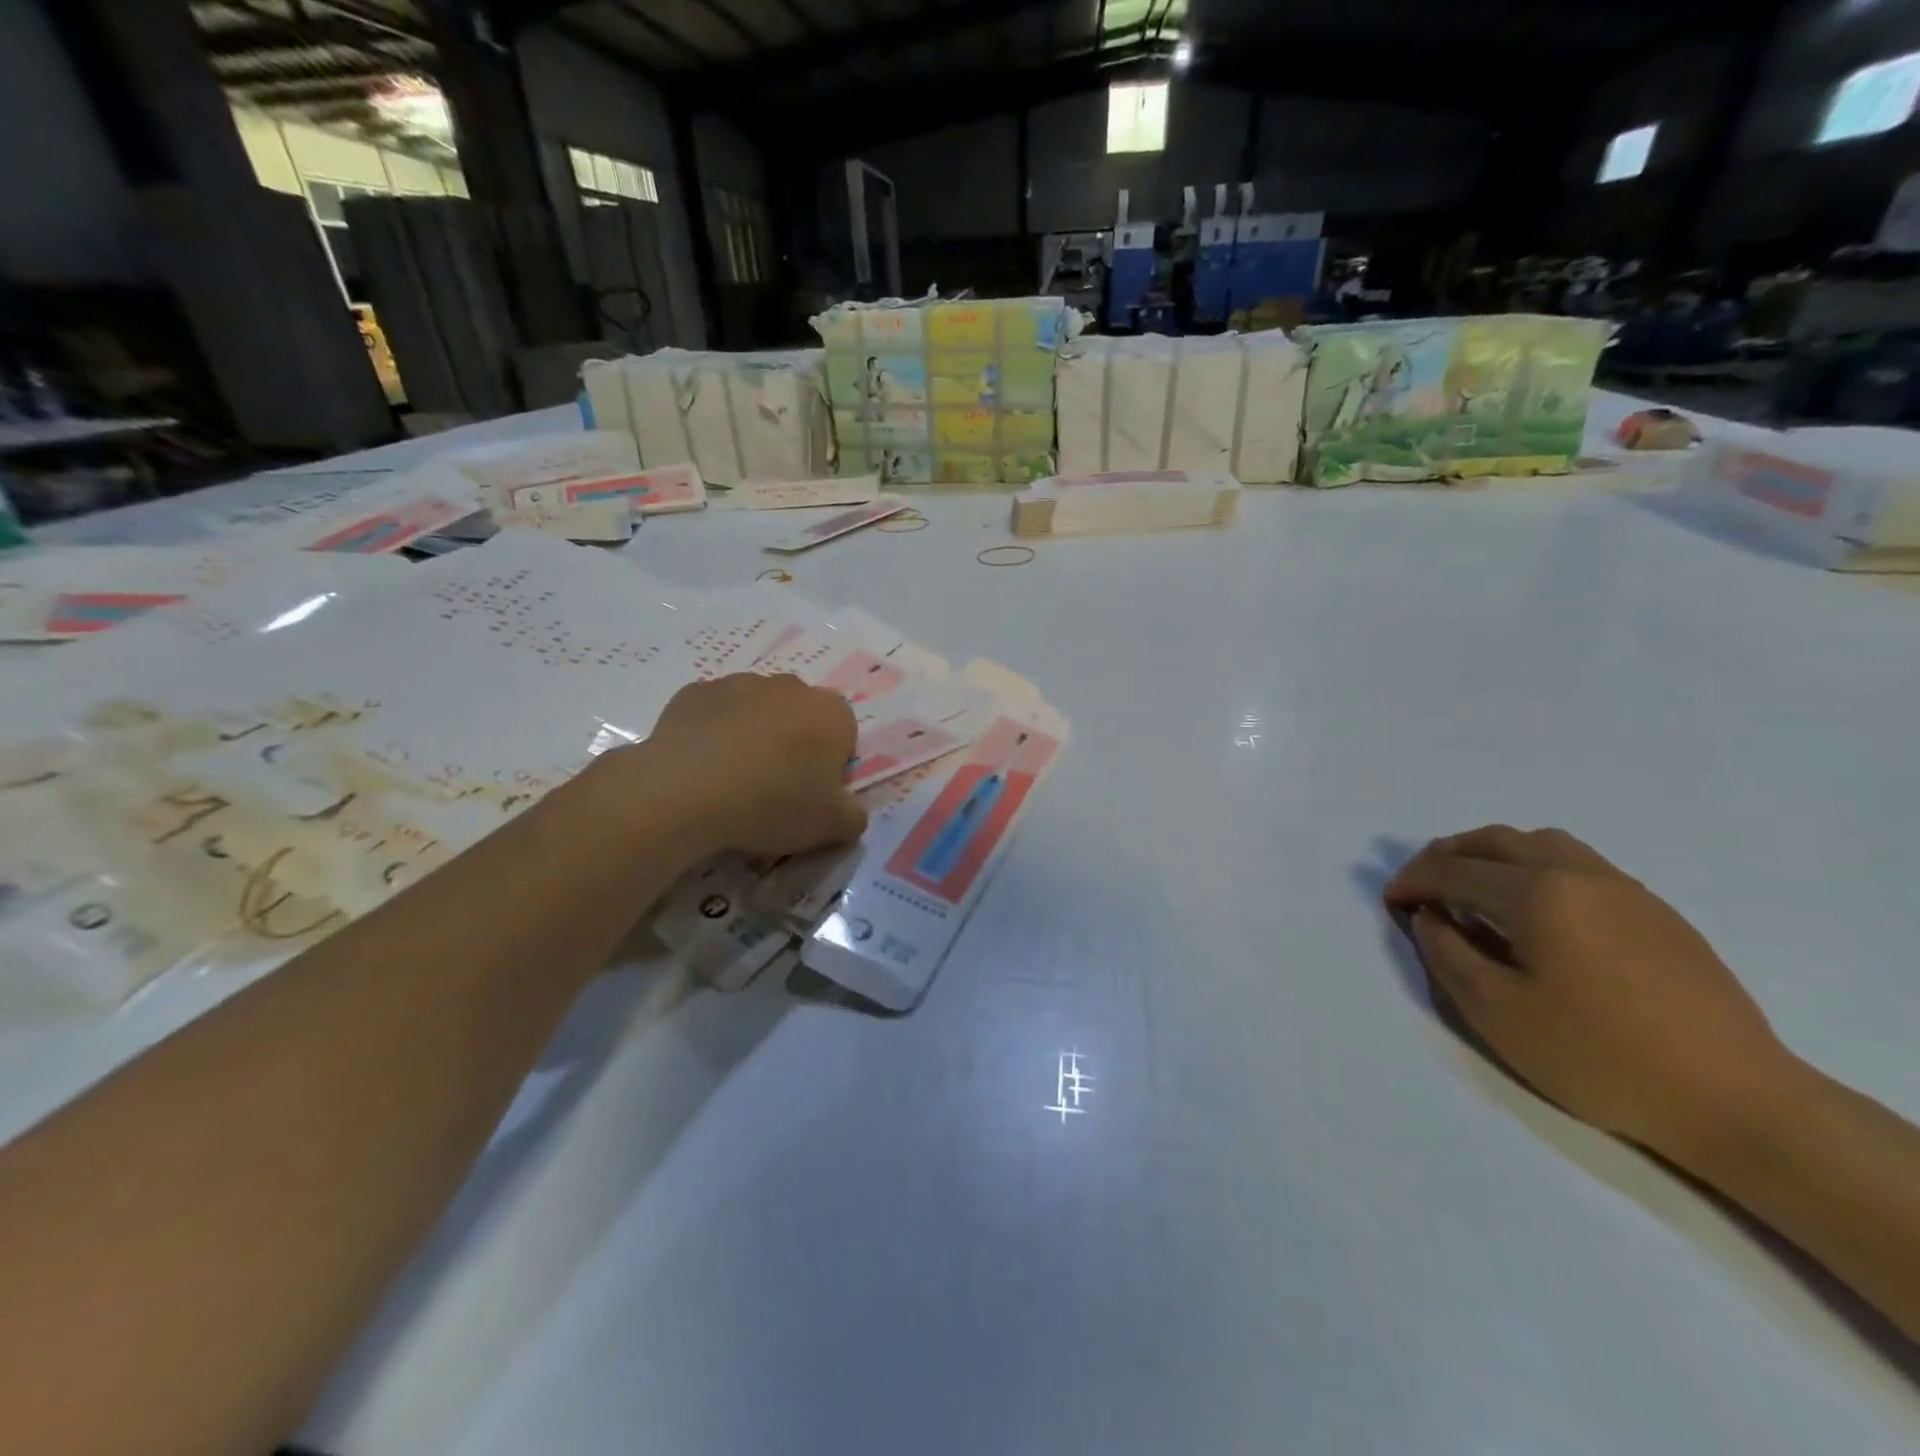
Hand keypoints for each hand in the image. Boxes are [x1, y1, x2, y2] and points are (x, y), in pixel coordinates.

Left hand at [613, 673, 866, 859]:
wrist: (685, 792)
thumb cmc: (772, 805)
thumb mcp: (831, 827)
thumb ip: (853, 816)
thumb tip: (849, 810)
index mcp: (830, 713)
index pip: (844, 733)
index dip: (831, 764)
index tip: (812, 793)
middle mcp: (790, 687)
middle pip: (801, 716)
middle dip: (794, 744)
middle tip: (775, 787)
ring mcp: (739, 684)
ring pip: (757, 710)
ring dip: (753, 735)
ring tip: (734, 780)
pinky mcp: (695, 692)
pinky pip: (715, 713)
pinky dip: (714, 733)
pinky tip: (702, 768)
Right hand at [1384, 826, 1799, 1157]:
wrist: (1737, 1101)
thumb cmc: (1599, 1056)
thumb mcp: (1497, 1012)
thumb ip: (1448, 953)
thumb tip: (1429, 916)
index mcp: (1538, 893)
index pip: (1453, 869)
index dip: (1412, 881)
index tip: (1391, 903)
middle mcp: (1579, 874)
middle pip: (1496, 840)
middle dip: (1448, 855)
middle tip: (1423, 886)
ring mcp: (1625, 889)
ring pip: (1542, 843)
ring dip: (1494, 855)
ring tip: (1475, 888)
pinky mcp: (1657, 912)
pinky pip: (1578, 864)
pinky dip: (1536, 868)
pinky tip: (1536, 911)